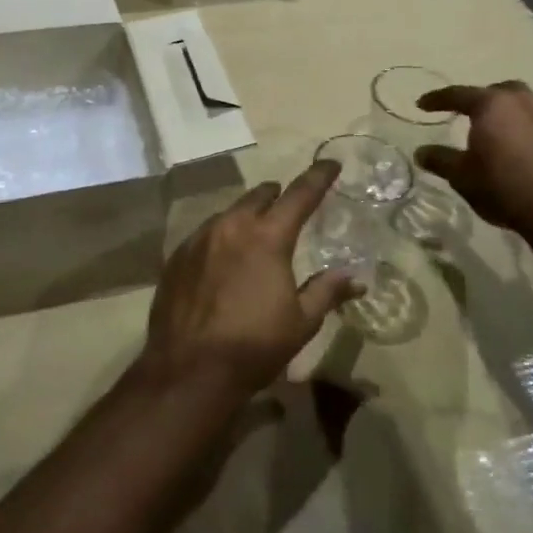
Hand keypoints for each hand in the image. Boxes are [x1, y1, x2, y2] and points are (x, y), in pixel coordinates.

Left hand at [141, 161, 360, 397]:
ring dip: (247, 217)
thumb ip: (327, 291)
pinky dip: (221, 238)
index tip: (331, 163)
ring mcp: (198, 238)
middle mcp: (231, 226)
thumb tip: (356, 278)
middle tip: (288, 206)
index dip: (318, 176)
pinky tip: (223, 261)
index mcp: (267, 236)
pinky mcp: (176, 256)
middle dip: (277, 196)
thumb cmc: (253, 345)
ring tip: (255, 236)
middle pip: (259, 196)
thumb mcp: (301, 322)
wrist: (188, 370)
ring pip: (229, 213)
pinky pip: (205, 234)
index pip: (300, 194)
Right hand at [414, 81, 532, 236]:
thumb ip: (440, 160)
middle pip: (497, 91)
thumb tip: (420, 152)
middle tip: (465, 112)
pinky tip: (516, 152)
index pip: (458, 95)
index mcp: (492, 105)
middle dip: (479, 98)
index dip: (436, 100)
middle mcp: (522, 103)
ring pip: (521, 106)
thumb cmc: (504, 187)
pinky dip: (522, 131)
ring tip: (492, 132)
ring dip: (504, 114)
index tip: (421, 105)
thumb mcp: (462, 176)